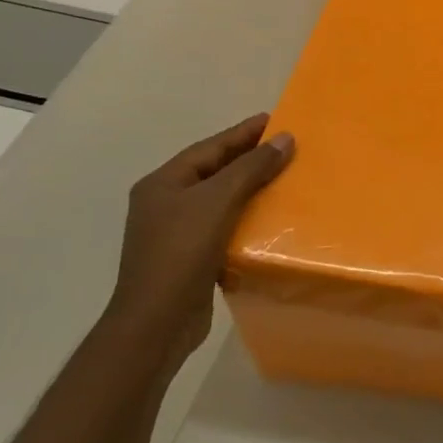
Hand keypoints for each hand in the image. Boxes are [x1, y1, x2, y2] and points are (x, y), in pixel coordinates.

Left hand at [107, 114, 293, 374]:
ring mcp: (176, 232)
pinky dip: (247, 217)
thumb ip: (251, 168)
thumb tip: (285, 138)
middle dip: (249, 158)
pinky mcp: (190, 258)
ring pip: (220, 199)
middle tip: (286, 146)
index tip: (276, 120)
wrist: (157, 323)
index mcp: (163, 183)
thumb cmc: (181, 252)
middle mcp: (165, 203)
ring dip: (251, 188)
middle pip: (214, 171)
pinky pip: (224, 225)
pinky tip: (271, 218)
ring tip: (285, 178)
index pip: (210, 148)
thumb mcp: (218, 201)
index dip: (243, 133)